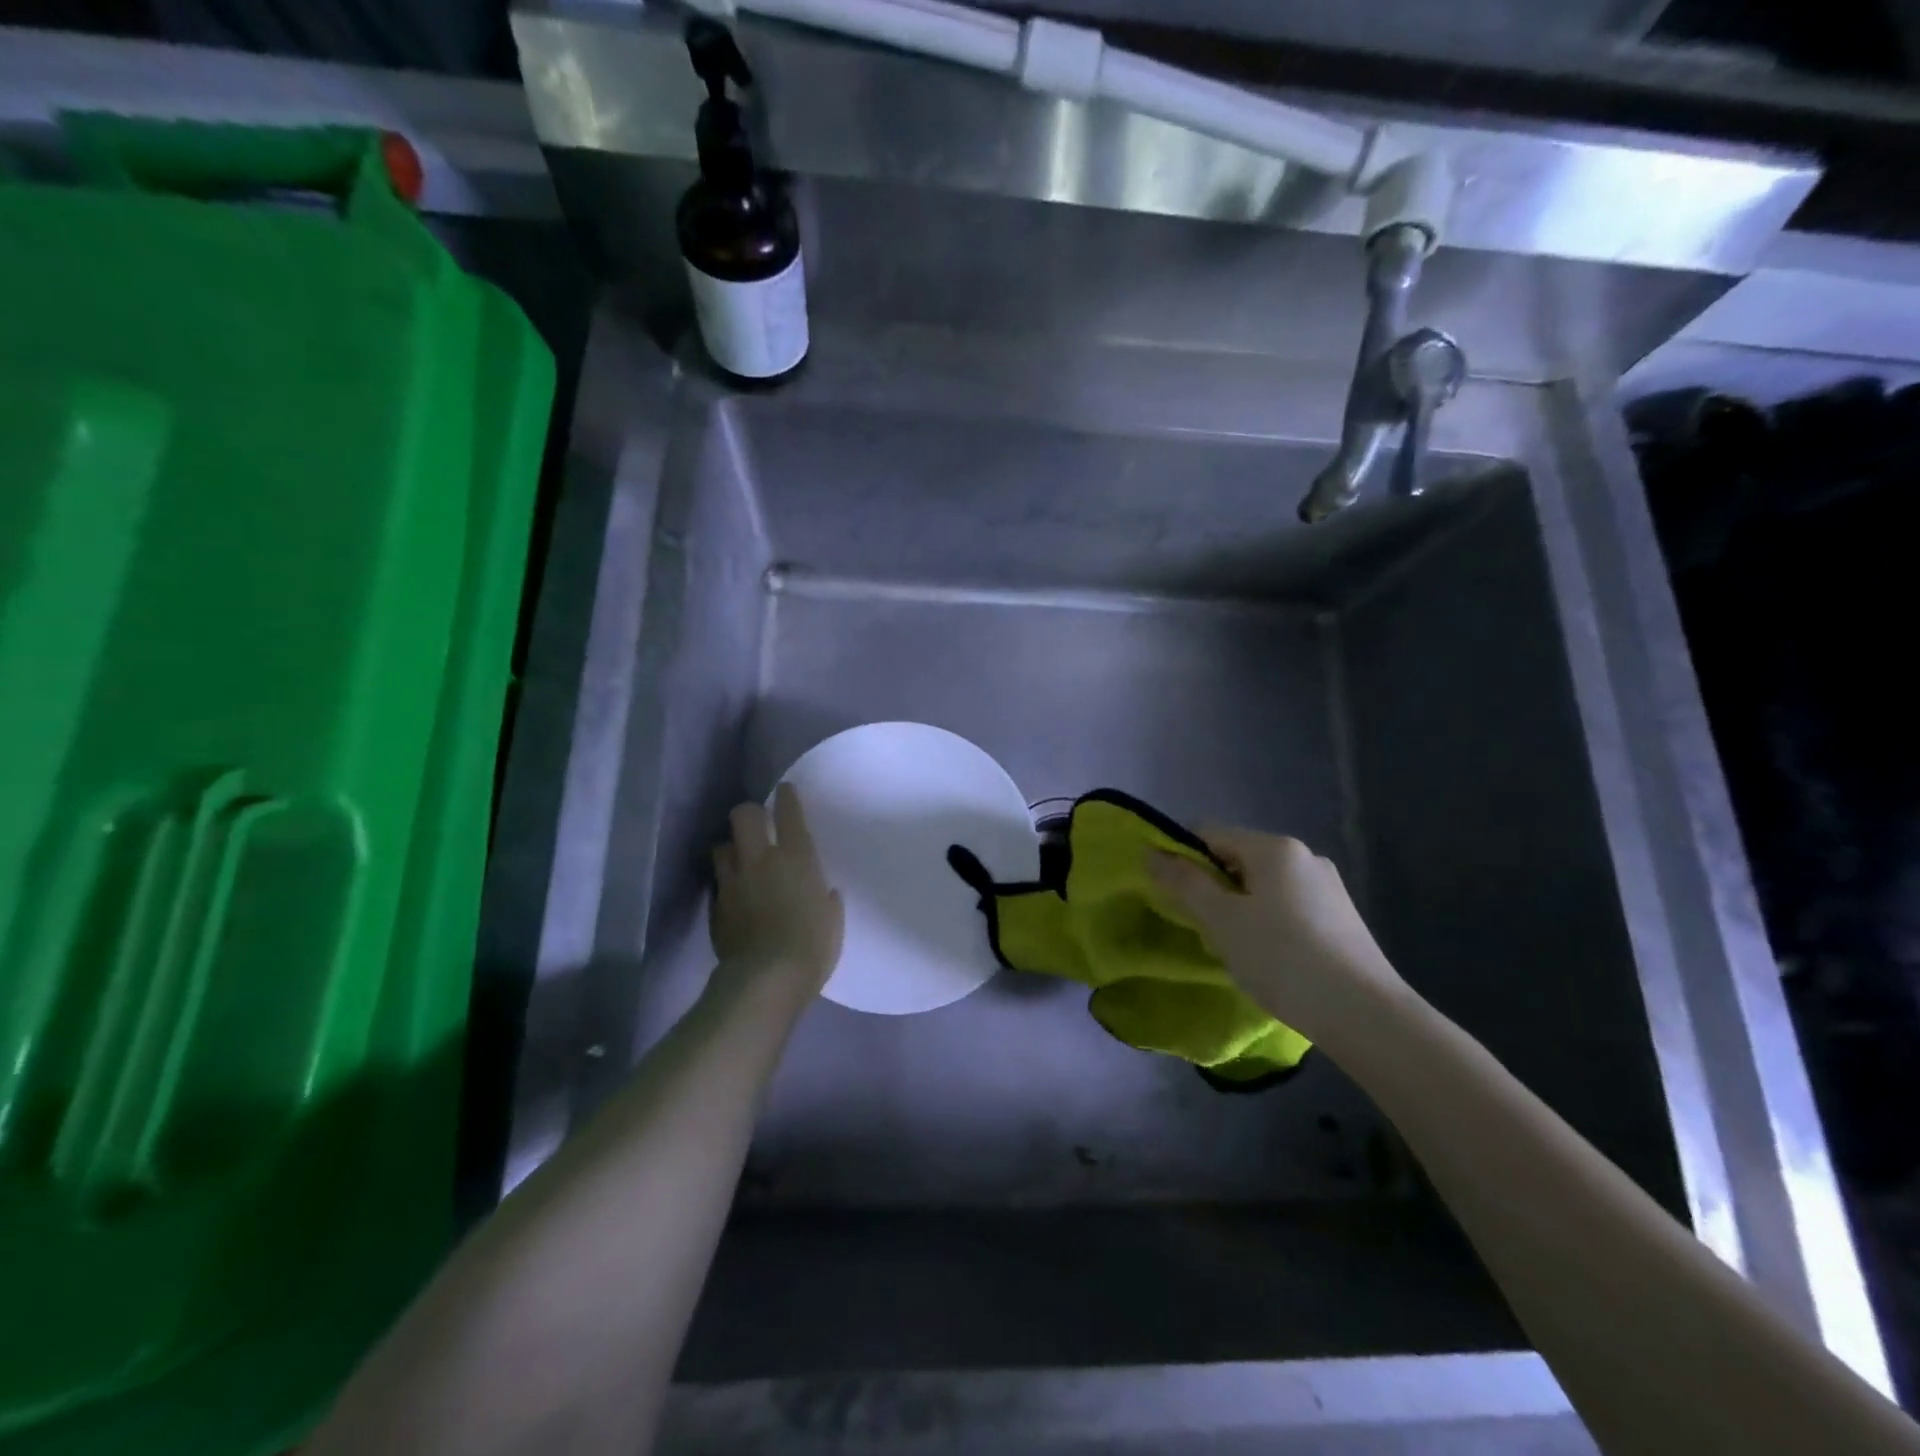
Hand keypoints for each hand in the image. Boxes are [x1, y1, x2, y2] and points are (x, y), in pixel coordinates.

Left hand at [710, 784, 844, 998]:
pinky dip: (726, 883)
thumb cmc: (812, 946)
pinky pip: (718, 882)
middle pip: (743, 815)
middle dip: (749, 814)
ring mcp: (733, 881)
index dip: (786, 797)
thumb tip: (824, 893)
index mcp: (797, 858)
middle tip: (756, 824)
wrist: (767, 978)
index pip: (788, 813)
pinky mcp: (716, 905)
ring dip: (732, 849)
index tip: (784, 791)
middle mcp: (761, 859)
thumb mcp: (832, 920)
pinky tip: (734, 895)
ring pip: (722, 846)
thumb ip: (826, 900)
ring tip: (740, 860)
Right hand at [1149, 827, 1408, 1047]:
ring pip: (1262, 885)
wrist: (1365, 1015)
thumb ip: (1185, 883)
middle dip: (1212, 888)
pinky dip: (1267, 922)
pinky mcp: (1341, 916)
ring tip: (1237, 950)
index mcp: (1274, 847)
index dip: (1181, 857)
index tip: (1172, 895)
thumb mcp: (1222, 920)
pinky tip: (1271, 959)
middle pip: (1237, 858)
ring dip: (1239, 909)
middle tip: (1204, 929)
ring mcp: (1328, 886)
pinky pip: (1288, 905)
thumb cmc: (1283, 958)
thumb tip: (1151, 852)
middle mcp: (1304, 856)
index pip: (1209, 833)